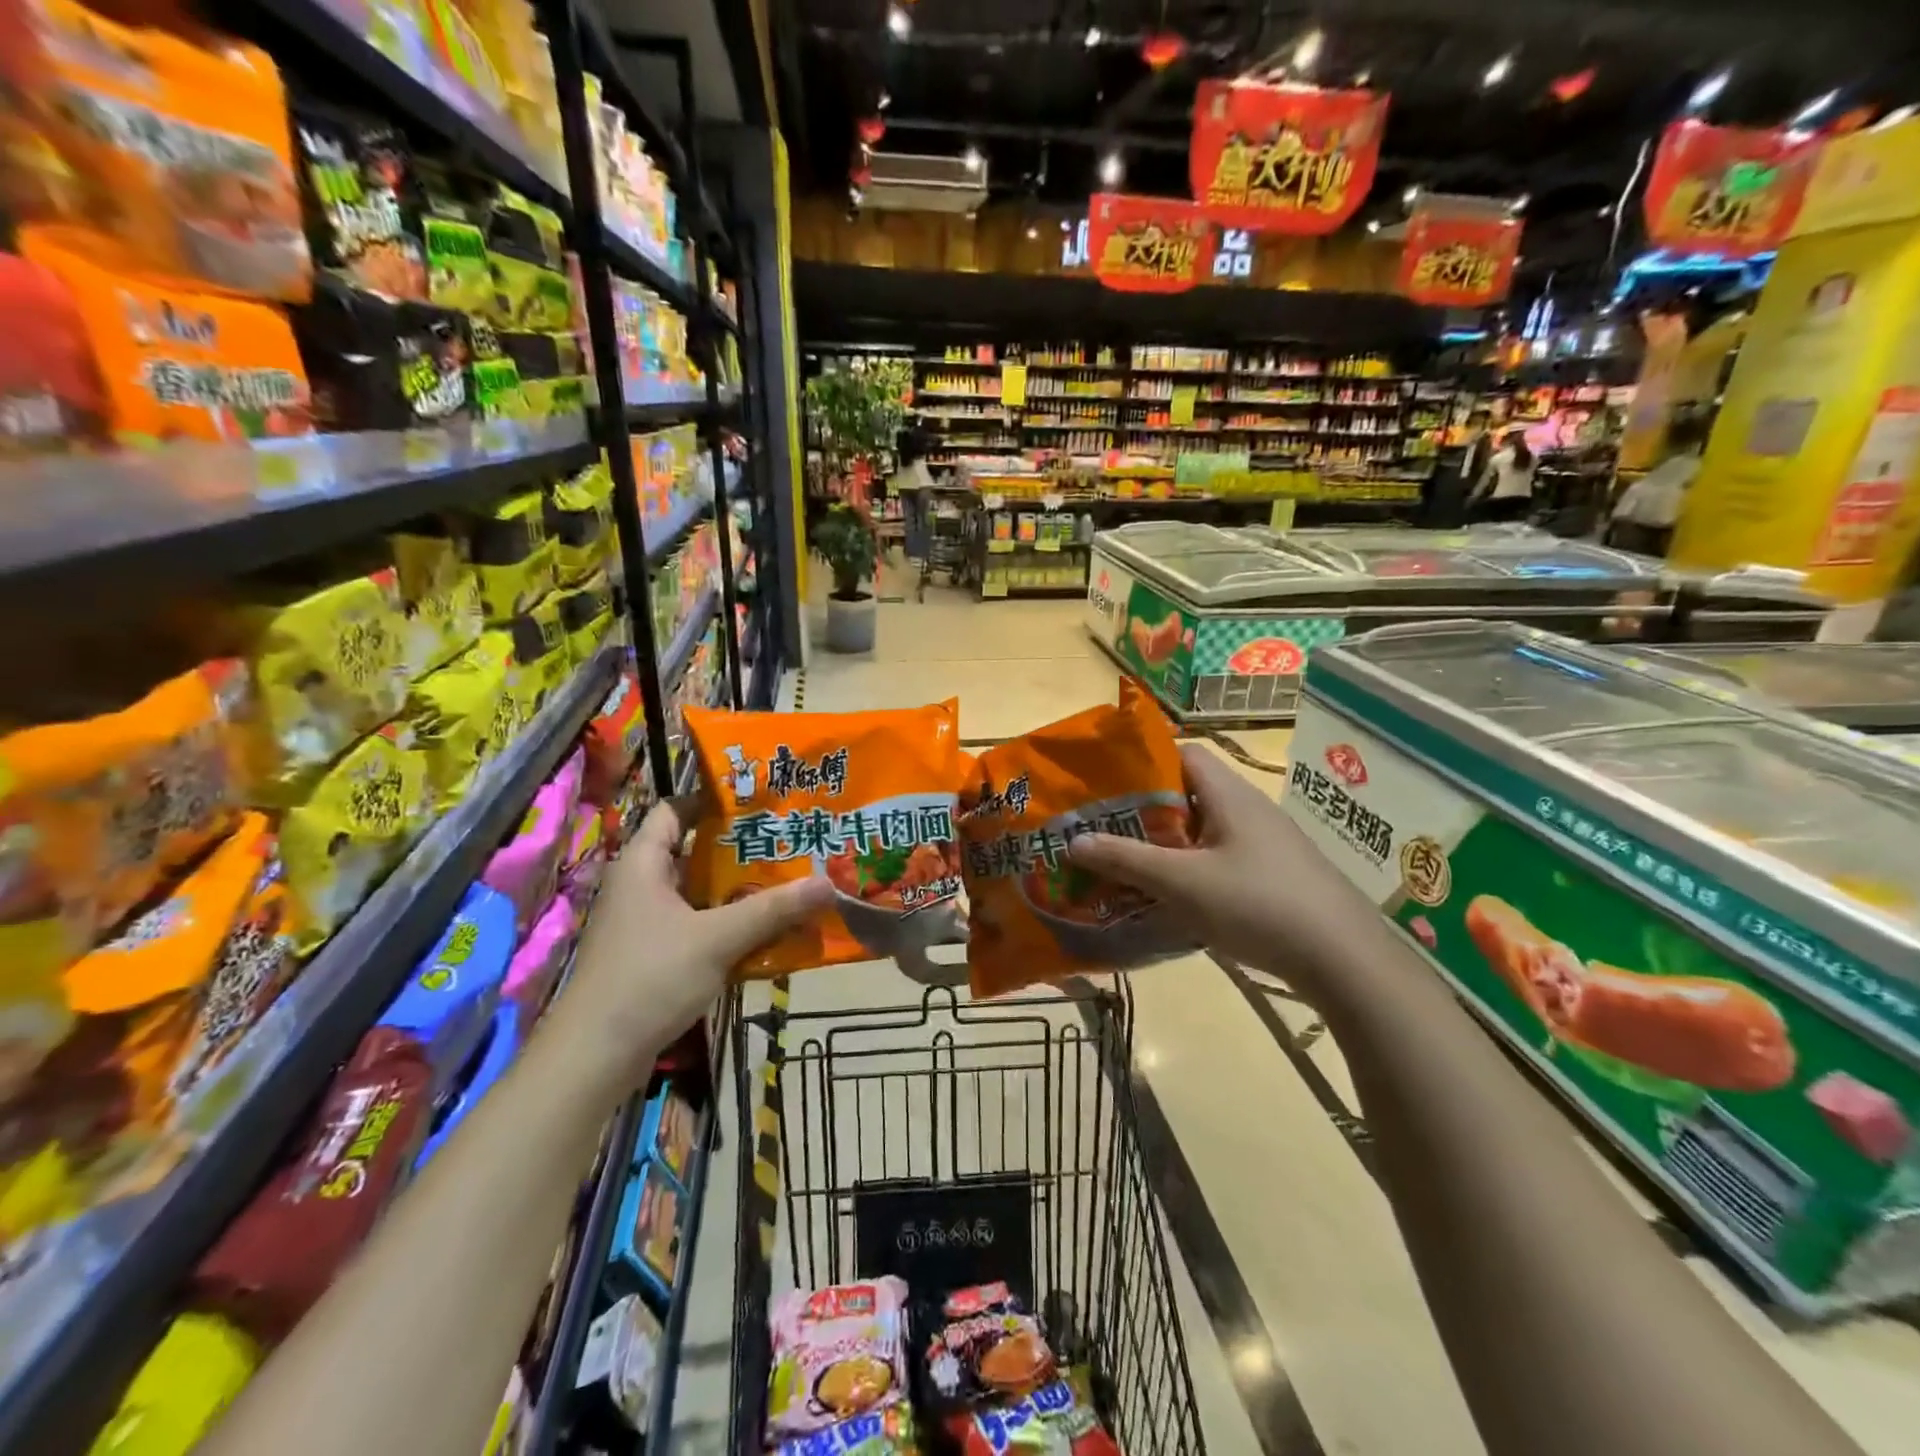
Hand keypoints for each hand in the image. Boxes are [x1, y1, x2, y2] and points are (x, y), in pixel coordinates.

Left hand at [557, 796, 834, 1083]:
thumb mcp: (717, 939)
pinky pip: (696, 924)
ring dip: (736, 887)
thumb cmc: (650, 978)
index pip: (674, 809)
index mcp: (643, 864)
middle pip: (692, 850)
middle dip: (738, 845)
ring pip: (696, 891)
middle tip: (787, 837)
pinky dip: (726, 921)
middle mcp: (640, 886)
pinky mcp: (652, 955)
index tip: (759, 798)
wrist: (594, 1057)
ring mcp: (644, 922)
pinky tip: (763, 928)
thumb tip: (829, 883)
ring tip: (786, 877)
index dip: (712, 798)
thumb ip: (772, 910)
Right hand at [1067, 744, 1379, 997]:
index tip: (1106, 783)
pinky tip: (1173, 897)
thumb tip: (1074, 840)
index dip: (1143, 760)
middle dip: (1146, 809)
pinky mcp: (1274, 875)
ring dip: (1167, 843)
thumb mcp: (1182, 883)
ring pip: (1204, 829)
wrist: (1344, 959)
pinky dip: (1191, 868)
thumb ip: (1126, 859)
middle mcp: (1249, 809)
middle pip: (1189, 792)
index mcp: (1229, 794)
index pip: (1183, 753)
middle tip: (1106, 828)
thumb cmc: (1258, 904)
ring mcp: (1265, 844)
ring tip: (1129, 863)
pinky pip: (1220, 857)